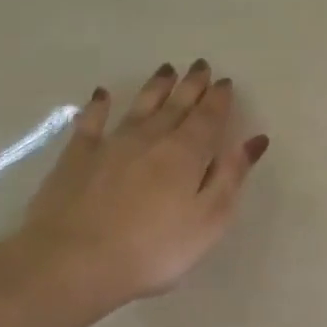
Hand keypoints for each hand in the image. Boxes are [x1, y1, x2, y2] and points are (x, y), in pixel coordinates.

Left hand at [13, 60, 267, 316]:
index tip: (225, 82)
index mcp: (187, 153)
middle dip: (191, 85)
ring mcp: (111, 144)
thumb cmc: (154, 248)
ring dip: (155, 87)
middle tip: (201, 65)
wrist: (72, 261)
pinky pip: (91, 121)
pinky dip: (99, 106)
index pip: (208, 118)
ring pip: (140, 106)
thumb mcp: (209, 218)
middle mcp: (151, 138)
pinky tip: (103, 95)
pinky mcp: (77, 157)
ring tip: (167, 69)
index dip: (219, 99)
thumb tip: (254, 139)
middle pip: (176, 105)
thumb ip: (231, 176)